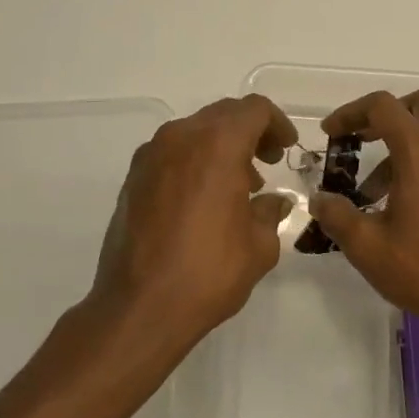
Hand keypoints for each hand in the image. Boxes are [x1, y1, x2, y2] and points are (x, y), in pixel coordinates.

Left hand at [88, 94, 298, 354]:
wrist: (138, 307)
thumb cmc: (208, 272)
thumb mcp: (259, 246)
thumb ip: (270, 213)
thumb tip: (273, 202)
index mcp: (217, 144)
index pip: (254, 109)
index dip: (276, 124)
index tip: (286, 149)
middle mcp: (181, 137)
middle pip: (223, 114)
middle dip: (249, 132)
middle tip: (267, 162)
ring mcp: (151, 155)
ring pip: (195, 131)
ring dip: (220, 147)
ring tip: (238, 185)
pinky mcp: (132, 177)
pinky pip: (172, 153)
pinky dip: (194, 161)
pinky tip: (204, 199)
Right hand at [308, 88, 418, 350]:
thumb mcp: (368, 247)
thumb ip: (337, 216)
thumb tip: (319, 198)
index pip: (382, 106)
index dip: (351, 113)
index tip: (331, 133)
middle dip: (388, 115)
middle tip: (363, 142)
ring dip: (407, 143)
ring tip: (380, 191)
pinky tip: (413, 204)